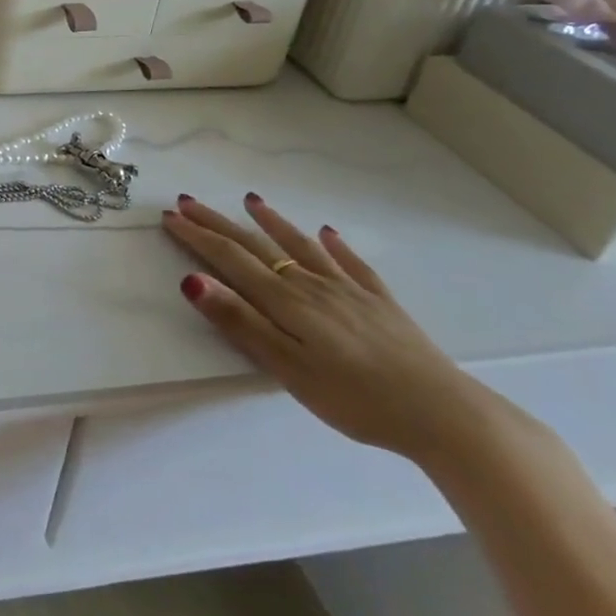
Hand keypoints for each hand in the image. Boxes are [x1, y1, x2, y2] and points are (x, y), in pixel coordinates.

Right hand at [163, 193, 496, 463]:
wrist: (446, 415)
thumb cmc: (356, 399)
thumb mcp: (288, 368)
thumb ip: (240, 322)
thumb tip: (191, 279)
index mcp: (286, 301)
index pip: (231, 259)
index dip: (198, 237)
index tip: (170, 217)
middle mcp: (313, 285)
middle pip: (258, 246)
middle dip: (220, 223)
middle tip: (189, 202)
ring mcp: (351, 291)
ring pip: (303, 246)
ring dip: (273, 222)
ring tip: (252, 200)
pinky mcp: (382, 304)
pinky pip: (353, 265)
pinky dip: (336, 246)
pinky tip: (329, 233)